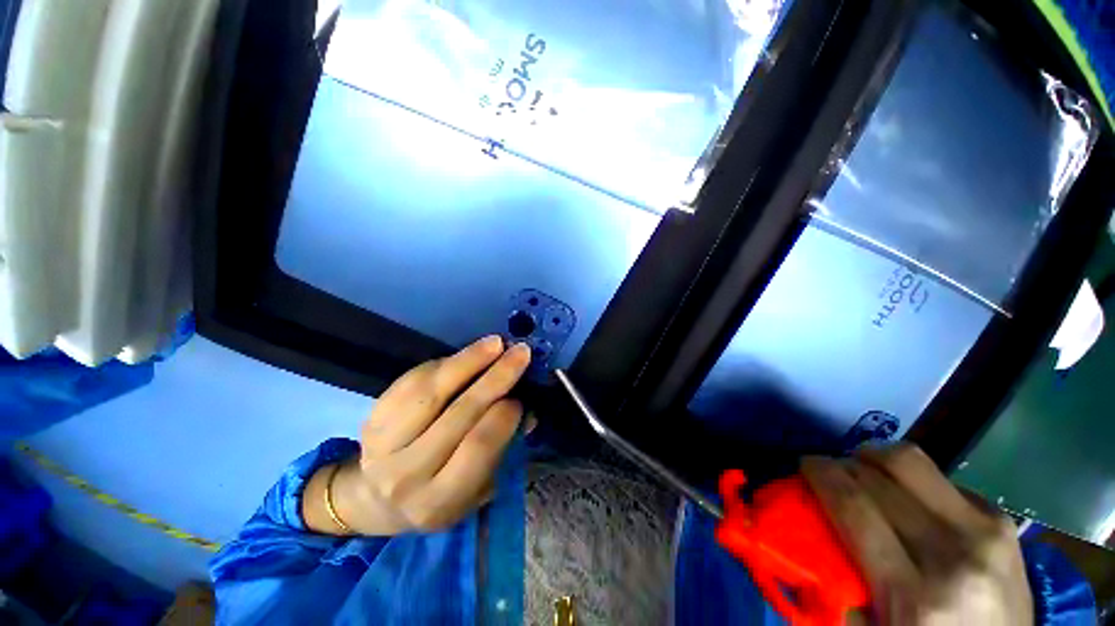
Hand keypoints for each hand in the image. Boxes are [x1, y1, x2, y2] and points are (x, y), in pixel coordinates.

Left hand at [303, 336, 529, 534]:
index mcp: (439, 501)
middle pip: (458, 414)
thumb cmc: (442, 494)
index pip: (477, 448)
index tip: (521, 396)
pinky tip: (468, 354)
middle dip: (496, 378)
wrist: (379, 499)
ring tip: (495, 343)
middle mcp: (406, 475)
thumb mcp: (478, 488)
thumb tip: (527, 412)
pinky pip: (412, 381)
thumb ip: (504, 450)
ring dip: (469, 361)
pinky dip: (444, 363)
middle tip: (520, 354)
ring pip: (431, 391)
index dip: (504, 415)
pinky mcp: (372, 419)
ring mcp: (383, 445)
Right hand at [801, 444, 1031, 624]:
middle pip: (881, 474)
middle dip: (844, 463)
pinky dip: (912, 481)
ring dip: (876, 459)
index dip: (821, 474)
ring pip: (913, 461)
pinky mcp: (1002, 519)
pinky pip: (941, 479)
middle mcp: (955, 553)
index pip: (854, 507)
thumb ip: (835, 585)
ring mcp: (986, 532)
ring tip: (864, 472)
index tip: (805, 464)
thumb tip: (802, 531)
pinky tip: (909, 500)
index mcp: (916, 595)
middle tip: (831, 473)